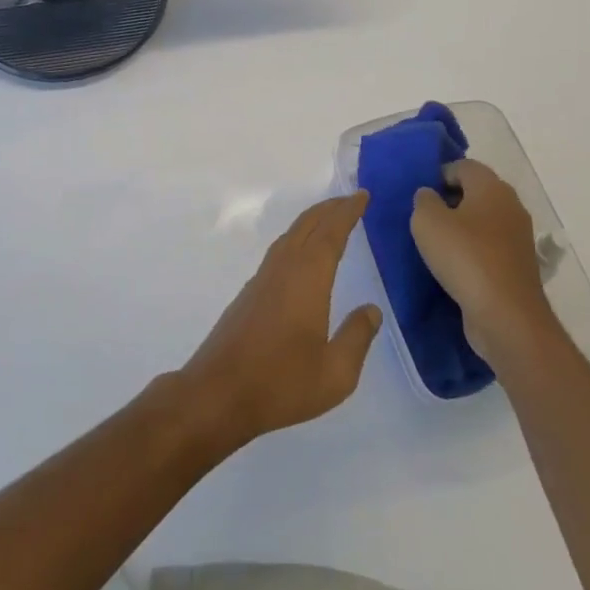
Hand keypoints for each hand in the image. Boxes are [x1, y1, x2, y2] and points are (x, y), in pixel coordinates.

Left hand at [180, 193, 383, 450]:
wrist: (218, 393)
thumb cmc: (281, 383)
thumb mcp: (335, 373)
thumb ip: (357, 337)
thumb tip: (371, 309)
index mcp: (307, 278)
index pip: (331, 233)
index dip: (347, 212)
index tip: (363, 196)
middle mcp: (283, 268)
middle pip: (308, 225)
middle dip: (330, 209)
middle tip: (351, 200)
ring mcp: (262, 278)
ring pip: (291, 235)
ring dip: (312, 221)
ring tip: (330, 220)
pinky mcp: (250, 292)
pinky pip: (280, 250)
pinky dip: (297, 239)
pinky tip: (301, 255)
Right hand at [411, 160, 554, 364]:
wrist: (506, 316)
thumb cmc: (465, 257)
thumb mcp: (427, 221)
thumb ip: (423, 200)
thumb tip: (429, 196)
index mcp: (492, 187)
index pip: (463, 166)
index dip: (438, 175)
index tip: (419, 195)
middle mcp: (511, 206)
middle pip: (475, 192)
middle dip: (449, 201)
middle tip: (424, 218)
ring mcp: (518, 238)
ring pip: (483, 222)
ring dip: (461, 229)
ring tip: (435, 245)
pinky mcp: (518, 266)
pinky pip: (490, 248)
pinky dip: (472, 252)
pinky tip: (454, 267)